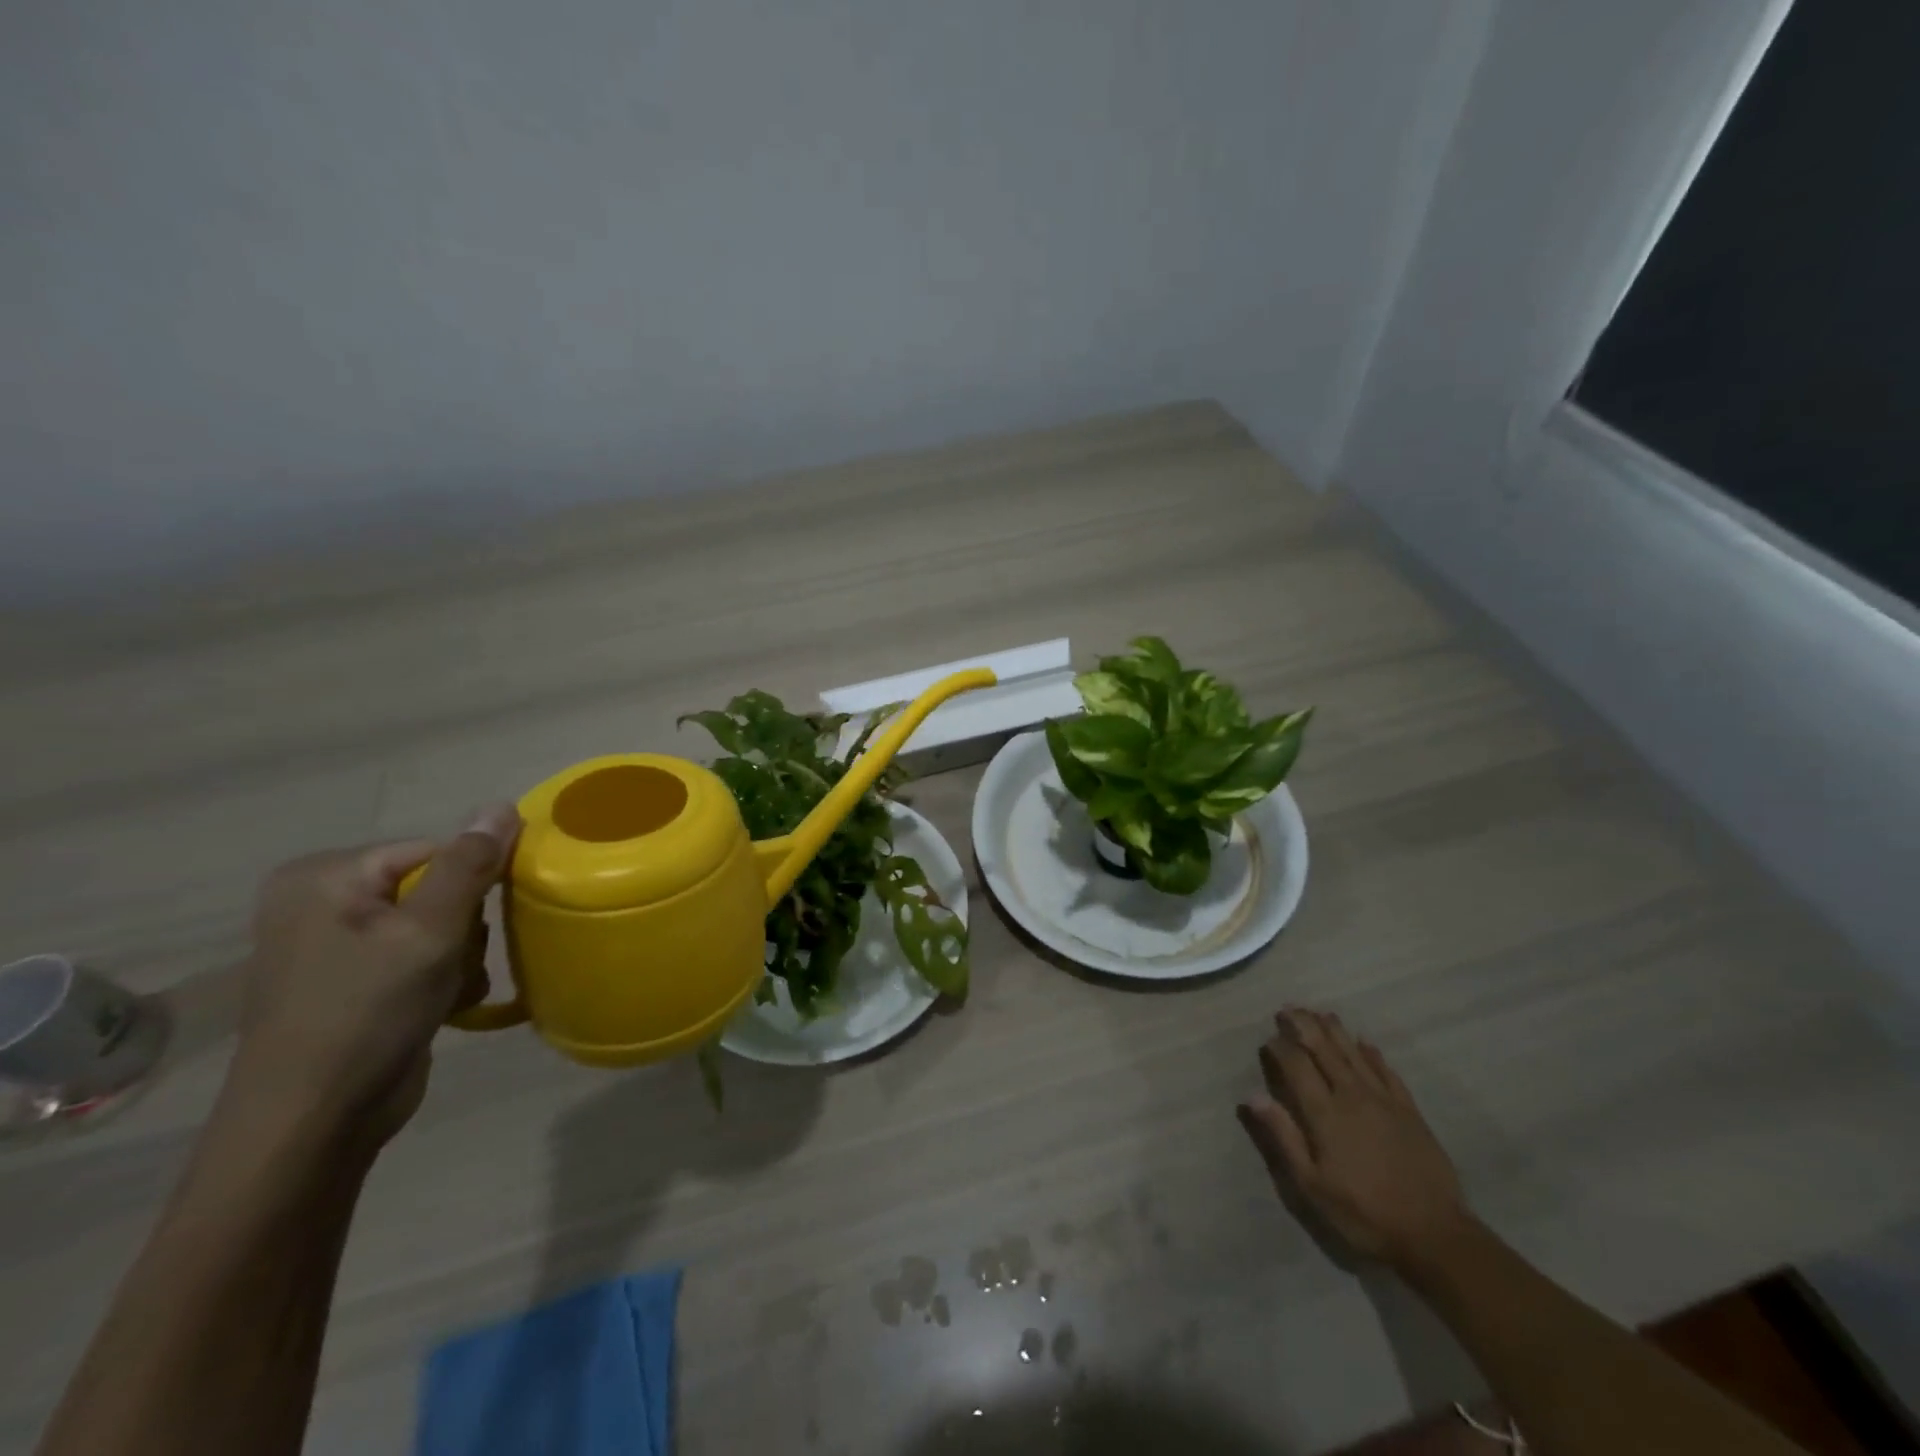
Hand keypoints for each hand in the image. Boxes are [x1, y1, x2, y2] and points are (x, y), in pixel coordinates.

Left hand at [231, 805, 520, 1145]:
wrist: (313, 1126)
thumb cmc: (367, 1014)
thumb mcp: (429, 933)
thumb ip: (469, 866)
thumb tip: (502, 804)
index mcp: (326, 876)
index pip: (436, 850)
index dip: (473, 883)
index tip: (485, 921)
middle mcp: (324, 901)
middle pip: (438, 886)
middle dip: (464, 927)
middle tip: (455, 963)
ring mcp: (336, 944)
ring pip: (438, 924)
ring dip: (459, 957)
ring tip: (447, 990)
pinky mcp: (353, 980)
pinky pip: (419, 955)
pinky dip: (441, 977)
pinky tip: (441, 1006)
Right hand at [1238, 1008, 1472, 1269]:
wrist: (1435, 1235)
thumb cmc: (1364, 1213)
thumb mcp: (1312, 1185)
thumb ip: (1283, 1137)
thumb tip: (1253, 1097)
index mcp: (1325, 1113)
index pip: (1296, 1066)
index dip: (1280, 1047)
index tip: (1268, 1038)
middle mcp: (1352, 1096)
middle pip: (1324, 1050)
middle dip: (1304, 1026)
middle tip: (1289, 1008)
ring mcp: (1384, 1101)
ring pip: (1354, 1054)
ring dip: (1335, 1030)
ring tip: (1320, 1012)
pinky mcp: (1409, 1111)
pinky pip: (1387, 1072)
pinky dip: (1373, 1054)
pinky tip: (1365, 1043)